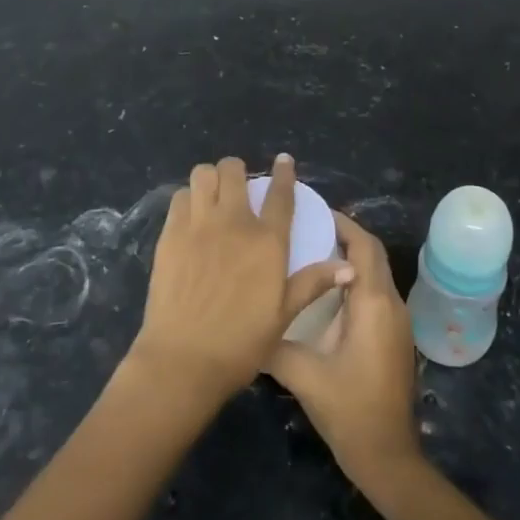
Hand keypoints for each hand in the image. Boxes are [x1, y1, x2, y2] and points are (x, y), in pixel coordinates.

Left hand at [128, 155, 350, 407]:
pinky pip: (179, 198)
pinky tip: (191, 216)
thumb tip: (349, 267)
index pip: (279, 194)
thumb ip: (312, 283)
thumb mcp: (284, 315)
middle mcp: (233, 222)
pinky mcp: (170, 234)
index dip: (283, 173)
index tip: (283, 161)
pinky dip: (188, 198)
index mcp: (267, 241)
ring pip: (202, 175)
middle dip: (237, 171)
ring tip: (213, 196)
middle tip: (238, 188)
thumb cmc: (241, 342)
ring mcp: (198, 225)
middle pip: (233, 171)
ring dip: (210, 179)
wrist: (184, 358)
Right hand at [266, 213, 421, 488]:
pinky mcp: (393, 337)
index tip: (310, 211)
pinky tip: (323, 291)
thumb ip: (273, 343)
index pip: (363, 245)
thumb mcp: (303, 374)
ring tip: (309, 250)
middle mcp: (391, 304)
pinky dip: (353, 280)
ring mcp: (396, 322)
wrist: (387, 456)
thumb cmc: (349, 410)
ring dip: (349, 257)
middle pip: (372, 254)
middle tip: (306, 226)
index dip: (341, 222)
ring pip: (375, 273)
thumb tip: (244, 320)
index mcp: (373, 304)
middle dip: (344, 234)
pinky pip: (375, 292)